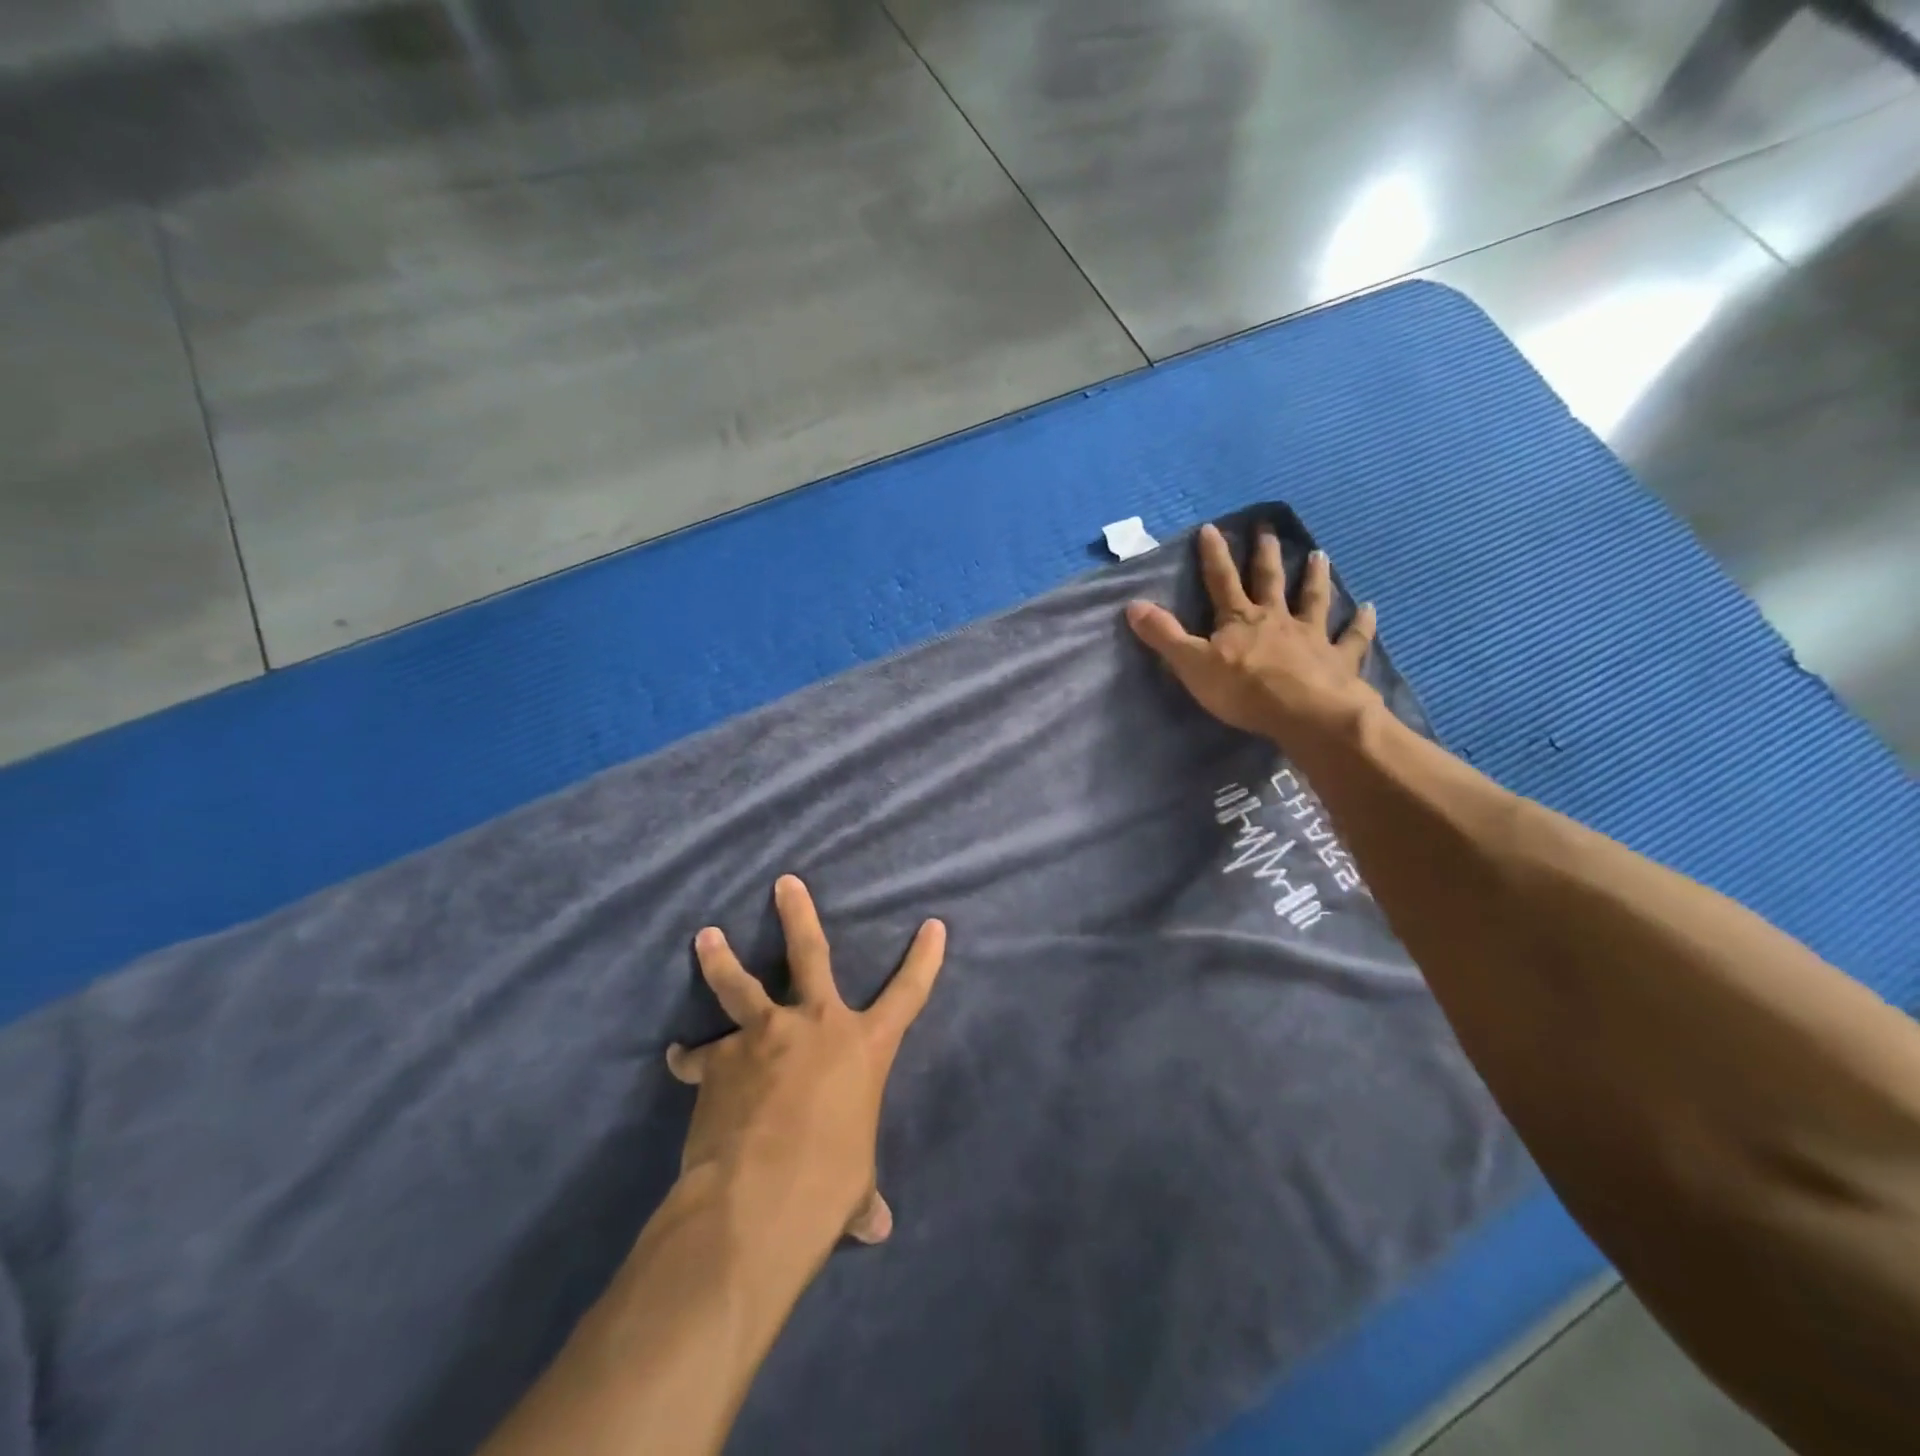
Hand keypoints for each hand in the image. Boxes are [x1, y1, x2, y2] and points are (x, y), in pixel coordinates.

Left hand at [666, 875, 946, 1250]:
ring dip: (720, 959)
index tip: (933, 925)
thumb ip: (861, 1196)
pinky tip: (678, 1060)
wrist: (758, 1200)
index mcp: (863, 1047)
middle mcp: (815, 1025)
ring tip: (705, 937)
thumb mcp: (853, 1185)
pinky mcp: (720, 1060)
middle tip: (784, 882)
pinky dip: (689, 1059)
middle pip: (809, 953)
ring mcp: (764, 1035)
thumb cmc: (827, 1185)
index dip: (924, 958)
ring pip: (738, 985)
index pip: (908, 993)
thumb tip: (877, 1228)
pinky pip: (700, 1056)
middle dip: (798, 913)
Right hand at [1126, 522, 1380, 748]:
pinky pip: (1352, 637)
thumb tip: (1133, 605)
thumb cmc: (1243, 690)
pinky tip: (1370, 608)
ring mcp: (1311, 636)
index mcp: (1239, 619)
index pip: (1221, 580)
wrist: (1305, 712)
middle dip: (1265, 554)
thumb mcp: (1192, 664)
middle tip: (1268, 528)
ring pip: (1313, 599)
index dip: (1214, 554)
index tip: (1212, 527)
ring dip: (1315, 577)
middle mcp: (1276, 619)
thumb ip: (1164, 636)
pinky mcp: (1338, 658)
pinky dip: (1361, 623)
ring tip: (1320, 554)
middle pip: (1269, 580)